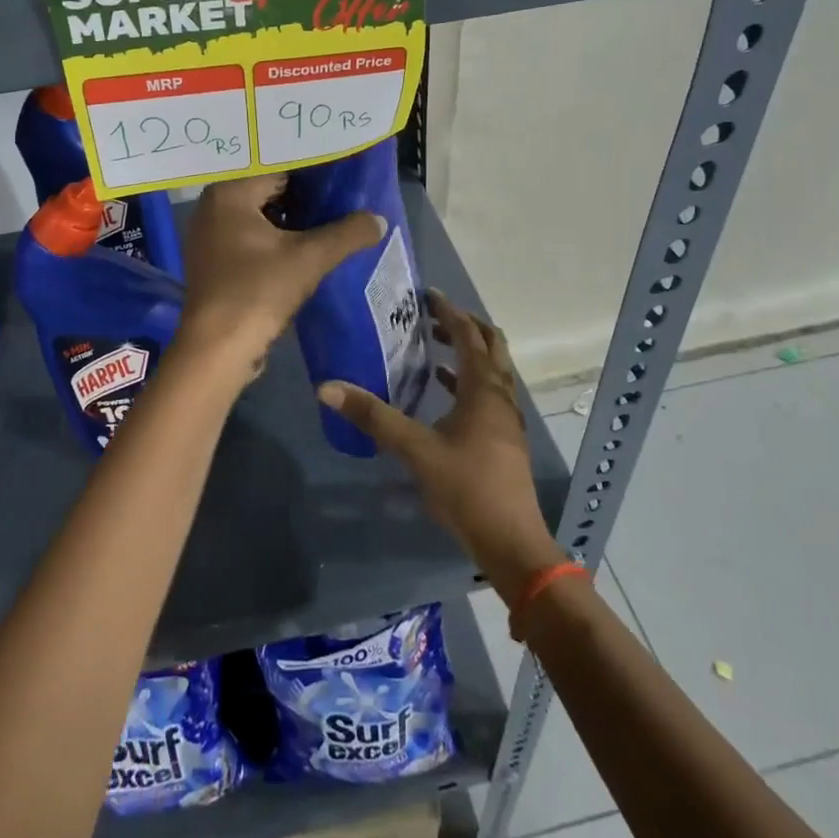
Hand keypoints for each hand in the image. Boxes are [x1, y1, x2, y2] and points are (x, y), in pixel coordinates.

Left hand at [175, 174, 384, 378]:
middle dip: (304, 197)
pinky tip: (304, 248)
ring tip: (331, 221)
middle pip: (268, 191)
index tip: (344, 175)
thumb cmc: (259, 291)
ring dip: (292, 221)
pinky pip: (250, 237)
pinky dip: (275, 240)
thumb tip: (379, 219)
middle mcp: (212, 206)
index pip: (279, 167)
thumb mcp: (311, 258)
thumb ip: (348, 233)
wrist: (218, 348)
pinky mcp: (213, 261)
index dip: (314, 173)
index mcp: (229, 192)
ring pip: (260, 216)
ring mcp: (209, 235)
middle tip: (343, 197)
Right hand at [319, 291, 562, 599]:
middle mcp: (500, 396)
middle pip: (490, 345)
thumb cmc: (466, 488)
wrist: (511, 542)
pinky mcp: (504, 438)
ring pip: (491, 369)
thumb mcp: (416, 450)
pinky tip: (442, 392)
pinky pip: (487, 393)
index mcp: (484, 389)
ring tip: (432, 345)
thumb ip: (374, 417)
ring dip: (467, 352)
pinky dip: (466, 380)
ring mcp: (506, 418)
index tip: (426, 295)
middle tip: (430, 317)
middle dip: (464, 326)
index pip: (469, 335)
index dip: (449, 312)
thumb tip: (327, 386)